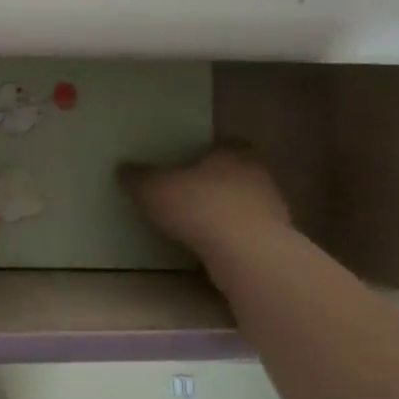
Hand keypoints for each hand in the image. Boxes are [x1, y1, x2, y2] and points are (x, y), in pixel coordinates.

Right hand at [121, 145, 291, 257]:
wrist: (248, 254)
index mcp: (233, 152)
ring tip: (197, 224)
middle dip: (215, 182)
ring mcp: (272, 208)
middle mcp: (258, 174)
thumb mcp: (154, 189)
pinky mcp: (276, 240)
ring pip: (245, 203)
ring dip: (226, 211)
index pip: (225, 143)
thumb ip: (139, 178)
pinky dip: (232, 237)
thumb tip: (123, 168)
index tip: (188, 162)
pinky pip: (248, 232)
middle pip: (236, 172)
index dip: (207, 151)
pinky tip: (212, 247)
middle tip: (188, 192)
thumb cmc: (200, 207)